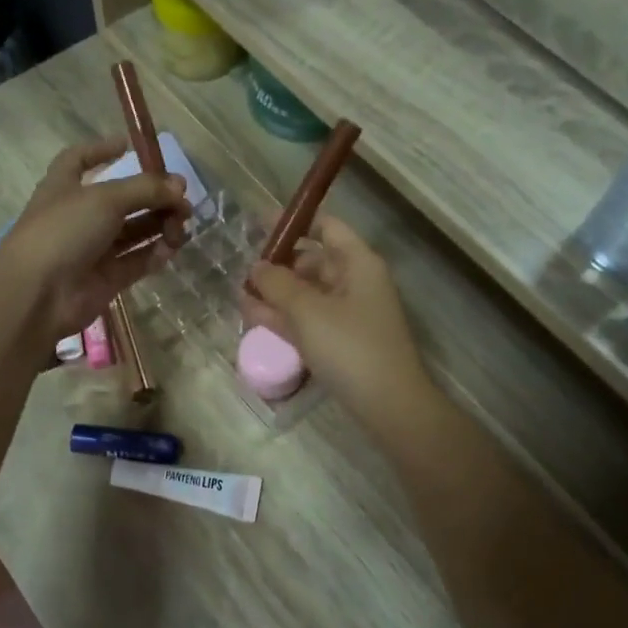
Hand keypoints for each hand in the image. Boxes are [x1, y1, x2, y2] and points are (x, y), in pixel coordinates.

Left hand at [0, 138, 189, 348]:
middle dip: (152, 196)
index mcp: (64, 187)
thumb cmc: (63, 231)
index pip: (79, 160)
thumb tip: (179, 187)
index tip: (128, 145)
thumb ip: (145, 189)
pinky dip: (154, 254)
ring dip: (159, 225)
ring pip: (133, 232)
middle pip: (121, 199)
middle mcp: (78, 216)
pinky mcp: (106, 279)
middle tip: (182, 200)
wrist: (38, 293)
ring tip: (182, 224)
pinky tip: (171, 248)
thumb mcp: (105, 198)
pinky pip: (136, 262)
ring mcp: (92, 250)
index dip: (101, 150)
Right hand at [239, 216, 431, 424]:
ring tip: (239, 291)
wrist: (388, 404)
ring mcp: (348, 314)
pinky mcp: (340, 342)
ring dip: (275, 292)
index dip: (295, 222)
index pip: (326, 227)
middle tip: (242, 266)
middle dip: (278, 263)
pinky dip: (283, 316)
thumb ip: (278, 284)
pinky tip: (252, 315)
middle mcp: (355, 282)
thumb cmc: (351, 347)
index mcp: (358, 263)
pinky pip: (307, 319)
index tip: (260, 222)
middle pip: (313, 261)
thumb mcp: (308, 311)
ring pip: (307, 293)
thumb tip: (257, 267)